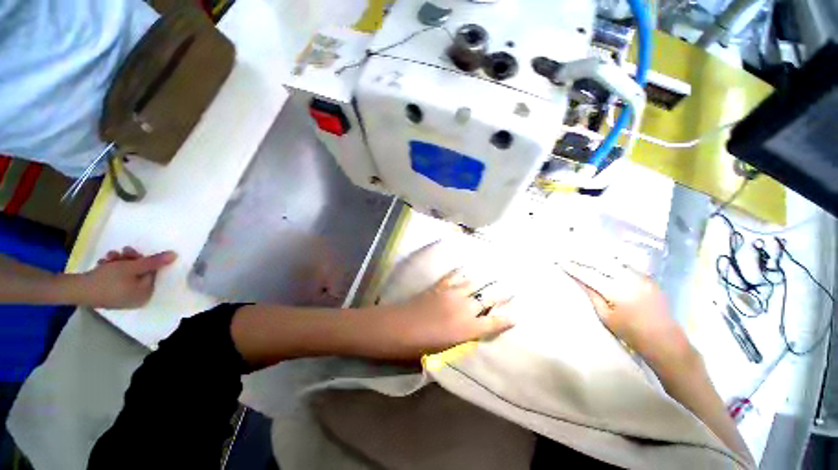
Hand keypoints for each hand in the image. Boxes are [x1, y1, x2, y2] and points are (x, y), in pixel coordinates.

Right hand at [77, 247, 176, 308]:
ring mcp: (123, 298)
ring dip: (117, 262)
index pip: (151, 271)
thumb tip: (175, 256)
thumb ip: (154, 261)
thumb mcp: (132, 267)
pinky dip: (110, 269)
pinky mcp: (110, 295)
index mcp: (146, 294)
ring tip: (106, 258)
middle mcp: (137, 299)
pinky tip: (101, 264)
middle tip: (116, 253)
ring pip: (126, 273)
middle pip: (139, 272)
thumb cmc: (107, 279)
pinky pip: (116, 279)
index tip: (128, 250)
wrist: (76, 290)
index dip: (141, 259)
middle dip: (128, 260)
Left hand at [371, 270, 514, 357]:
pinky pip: (454, 275)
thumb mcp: (446, 352)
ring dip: (485, 280)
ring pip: (474, 283)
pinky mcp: (440, 286)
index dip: (506, 319)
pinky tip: (466, 268)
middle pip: (488, 298)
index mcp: (467, 329)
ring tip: (494, 274)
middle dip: (502, 293)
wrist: (398, 328)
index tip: (516, 315)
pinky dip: (461, 272)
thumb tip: (472, 334)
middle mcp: (464, 309)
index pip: (494, 323)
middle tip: (513, 288)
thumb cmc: (420, 347)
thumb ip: (463, 341)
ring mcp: (452, 294)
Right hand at [564, 261, 694, 367]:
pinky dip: (611, 261)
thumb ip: (592, 295)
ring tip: (582, 253)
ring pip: (614, 260)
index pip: (589, 275)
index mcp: (618, 291)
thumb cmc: (632, 334)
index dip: (574, 268)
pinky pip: (625, 265)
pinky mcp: (649, 278)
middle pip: (601, 262)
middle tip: (568, 254)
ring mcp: (642, 277)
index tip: (560, 261)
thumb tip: (578, 279)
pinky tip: (603, 260)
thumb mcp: (606, 317)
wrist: (667, 342)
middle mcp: (631, 279)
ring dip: (597, 257)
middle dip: (583, 257)